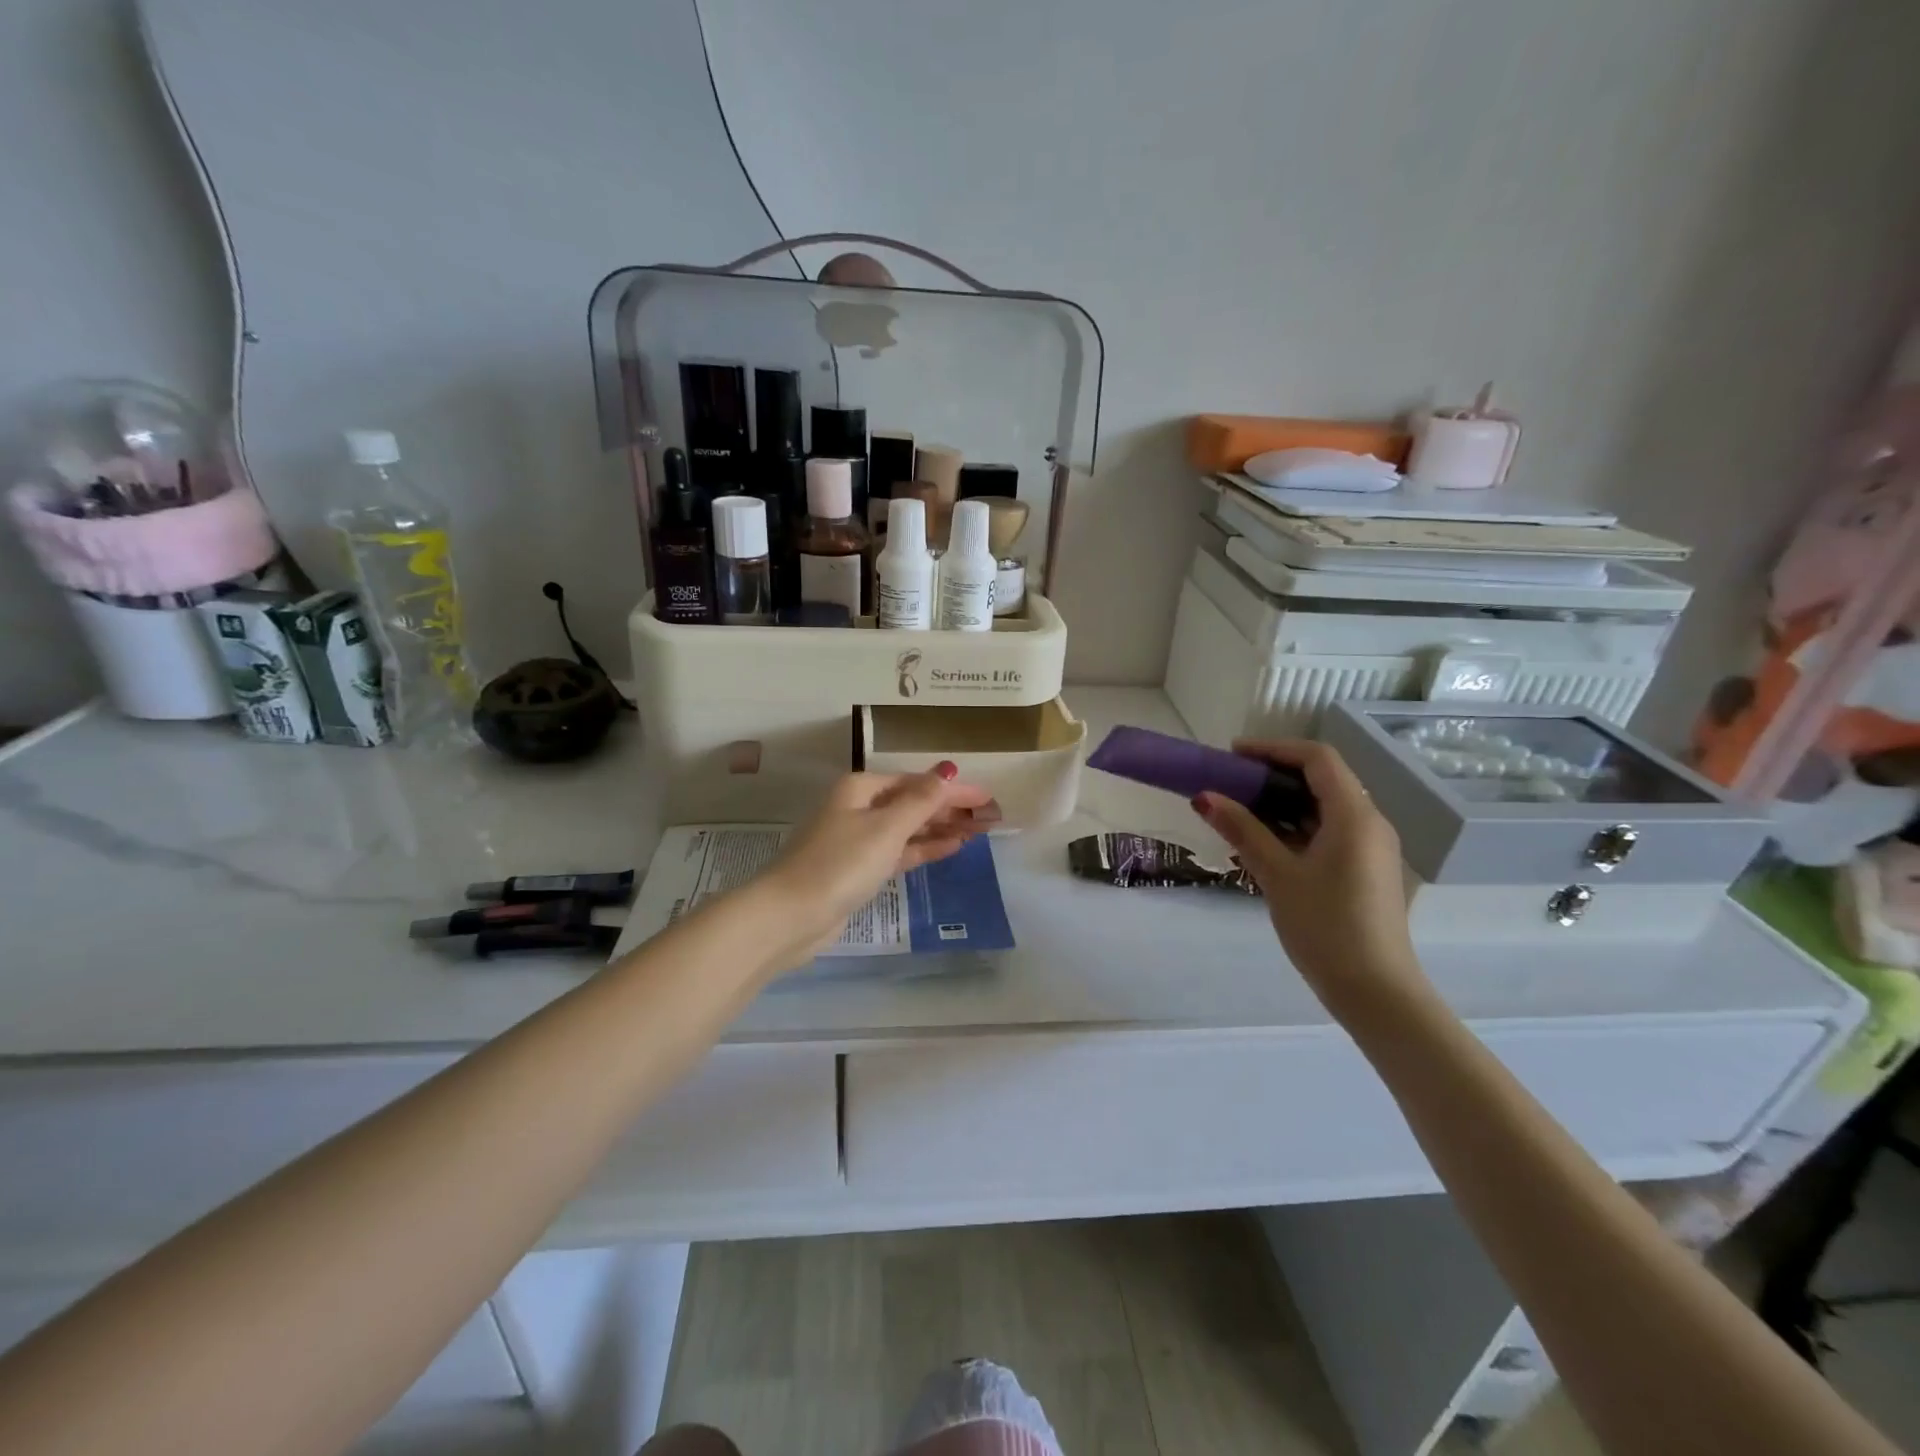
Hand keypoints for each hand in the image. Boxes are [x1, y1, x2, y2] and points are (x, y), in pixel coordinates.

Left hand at [756, 765, 995, 965]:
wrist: (790, 916)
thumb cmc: (840, 863)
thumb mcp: (886, 828)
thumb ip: (921, 801)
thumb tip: (948, 770)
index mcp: (861, 788)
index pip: (917, 783)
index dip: (954, 790)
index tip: (989, 799)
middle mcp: (858, 808)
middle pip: (912, 803)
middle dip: (950, 809)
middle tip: (989, 818)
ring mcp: (856, 840)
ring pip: (907, 829)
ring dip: (941, 829)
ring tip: (978, 832)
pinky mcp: (857, 870)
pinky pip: (898, 852)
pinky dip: (923, 849)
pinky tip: (950, 848)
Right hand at [1191, 739, 1426, 1010]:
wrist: (1375, 992)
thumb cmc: (1326, 927)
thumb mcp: (1278, 875)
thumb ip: (1242, 830)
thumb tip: (1204, 796)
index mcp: (1354, 815)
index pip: (1317, 758)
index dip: (1274, 748)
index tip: (1233, 755)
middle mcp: (1369, 822)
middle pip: (1321, 779)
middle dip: (1273, 775)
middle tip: (1229, 782)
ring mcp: (1369, 848)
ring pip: (1323, 807)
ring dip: (1281, 803)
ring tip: (1237, 812)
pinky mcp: (1364, 869)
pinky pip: (1327, 832)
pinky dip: (1294, 828)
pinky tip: (1261, 843)